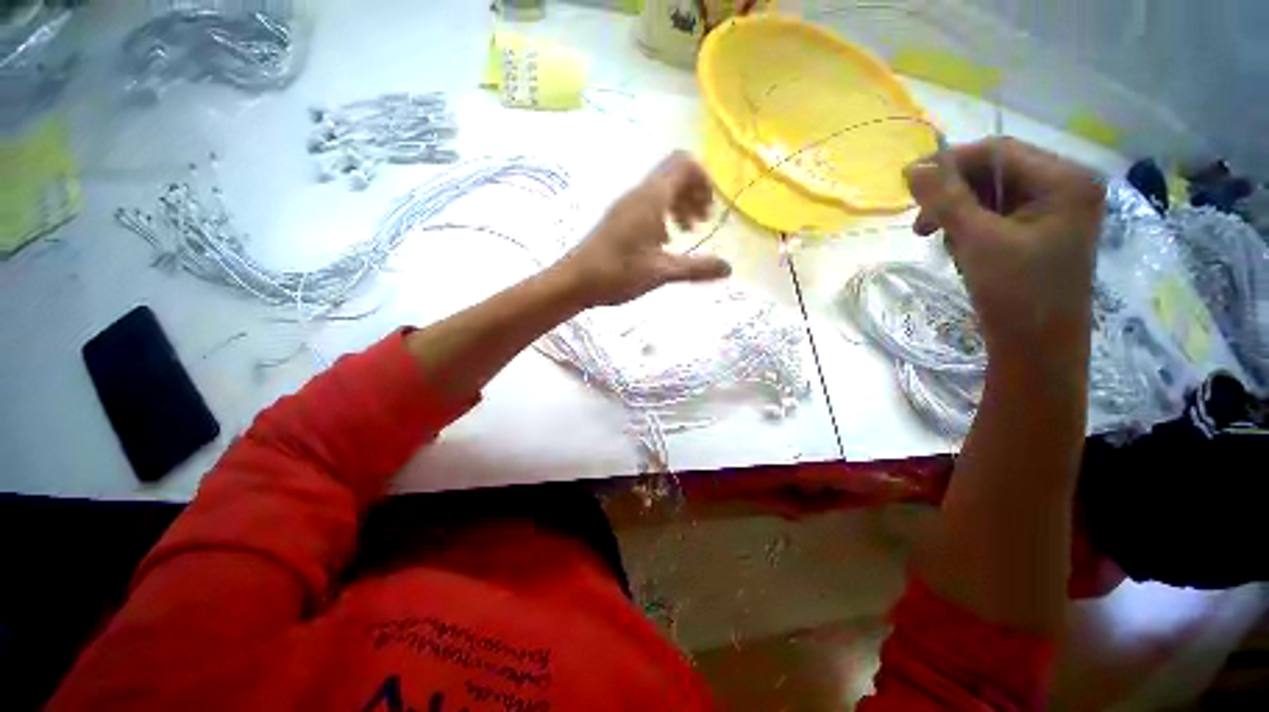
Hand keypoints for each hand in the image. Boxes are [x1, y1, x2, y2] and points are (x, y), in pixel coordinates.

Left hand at [554, 152, 731, 307]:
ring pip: (660, 190)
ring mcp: (626, 206)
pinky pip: (648, 205)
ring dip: (679, 204)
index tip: (710, 208)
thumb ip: (696, 268)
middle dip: (694, 193)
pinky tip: (664, 241)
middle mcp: (639, 194)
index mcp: (650, 198)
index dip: (703, 179)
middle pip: (674, 174)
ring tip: (687, 231)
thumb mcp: (661, 271)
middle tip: (701, 222)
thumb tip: (728, 268)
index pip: (683, 164)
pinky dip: (664, 215)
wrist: (575, 281)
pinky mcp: (618, 219)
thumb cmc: (617, 273)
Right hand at [905, 137, 1103, 359]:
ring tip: (937, 241)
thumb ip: (946, 199)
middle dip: (954, 195)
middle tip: (921, 225)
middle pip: (998, 172)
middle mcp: (1065, 188)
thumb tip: (913, 168)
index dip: (952, 162)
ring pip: (993, 195)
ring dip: (958, 214)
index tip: (909, 183)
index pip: (1000, 152)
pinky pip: (998, 216)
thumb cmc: (1016, 294)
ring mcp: (1055, 212)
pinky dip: (971, 228)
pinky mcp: (1041, 232)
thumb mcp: (977, 241)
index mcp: (1065, 181)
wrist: (1037, 349)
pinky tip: (960, 249)